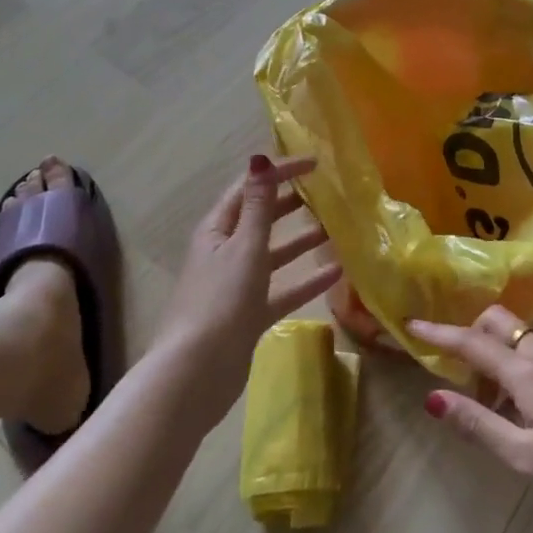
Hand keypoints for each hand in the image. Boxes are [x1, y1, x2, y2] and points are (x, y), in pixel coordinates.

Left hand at [152, 155, 341, 427]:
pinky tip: (336, 274)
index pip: (249, 187)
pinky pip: (281, 289)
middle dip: (290, 202)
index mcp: (217, 229)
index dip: (279, 172)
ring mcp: (236, 283)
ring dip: (300, 240)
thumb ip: (258, 206)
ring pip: (273, 253)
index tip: (315, 163)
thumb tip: (260, 158)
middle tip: (327, 192)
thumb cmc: (220, 301)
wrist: (196, 373)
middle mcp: (225, 250)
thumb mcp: (244, 247)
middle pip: (260, 217)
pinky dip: (305, 280)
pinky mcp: (249, 314)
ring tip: (335, 228)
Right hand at [410, 307, 532, 522]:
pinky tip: (520, 409)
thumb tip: (432, 398)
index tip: (411, 325)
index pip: (472, 342)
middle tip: (457, 372)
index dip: (439, 334)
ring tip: (488, 403)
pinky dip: (516, 368)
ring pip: (518, 339)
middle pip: (497, 323)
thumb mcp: (523, 455)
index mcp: (526, 370)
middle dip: (470, 334)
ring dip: (494, 356)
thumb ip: (477, 423)